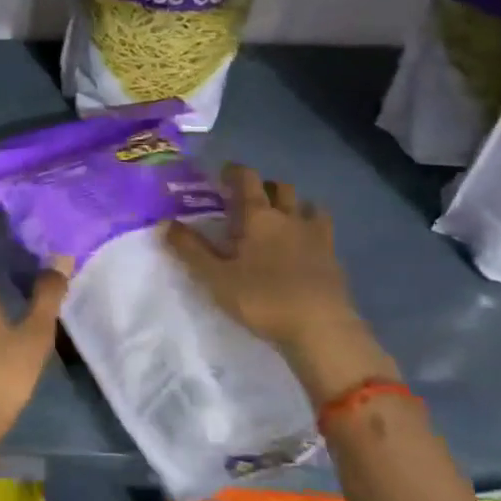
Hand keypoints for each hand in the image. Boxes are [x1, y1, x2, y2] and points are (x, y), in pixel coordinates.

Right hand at [165, 167, 395, 404]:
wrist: (321, 329)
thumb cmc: (262, 298)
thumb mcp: (215, 277)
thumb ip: (190, 249)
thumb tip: (165, 223)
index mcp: (259, 217)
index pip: (247, 180)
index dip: (235, 172)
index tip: (223, 173)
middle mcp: (290, 218)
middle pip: (281, 187)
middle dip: (265, 186)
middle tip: (249, 198)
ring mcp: (317, 237)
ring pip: (309, 206)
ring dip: (294, 205)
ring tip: (281, 218)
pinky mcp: (335, 259)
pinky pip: (324, 231)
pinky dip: (312, 229)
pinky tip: (304, 245)